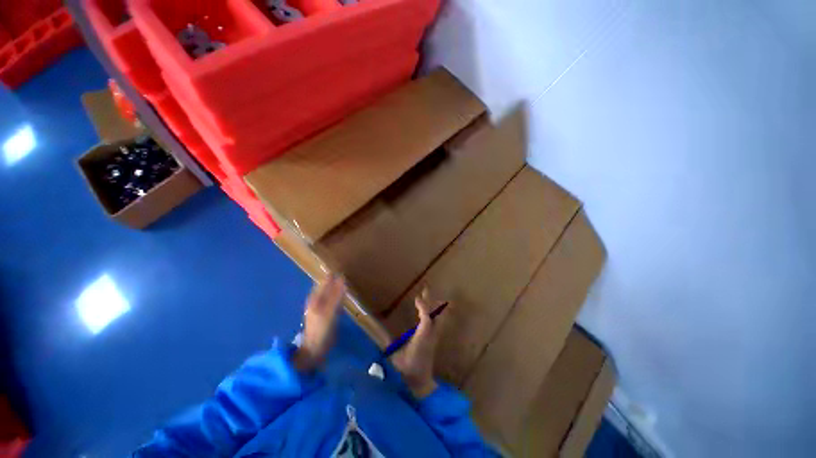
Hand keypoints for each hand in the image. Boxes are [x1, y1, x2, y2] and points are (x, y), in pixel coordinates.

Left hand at [294, 275, 345, 370]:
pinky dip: (338, 295)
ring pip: (329, 292)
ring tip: (347, 281)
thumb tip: (342, 279)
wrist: (314, 350)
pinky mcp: (325, 314)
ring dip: (337, 287)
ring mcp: (320, 307)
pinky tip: (344, 296)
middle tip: (348, 273)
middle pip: (326, 286)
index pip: (325, 281)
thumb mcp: (329, 312)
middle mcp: (316, 300)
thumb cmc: (320, 330)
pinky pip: (332, 300)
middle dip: (335, 279)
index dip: (333, 274)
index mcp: (315, 298)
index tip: (344, 267)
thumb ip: (336, 295)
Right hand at [392, 289, 445, 398]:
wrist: (420, 384)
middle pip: (436, 315)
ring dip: (432, 306)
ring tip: (427, 296)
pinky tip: (425, 311)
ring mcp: (434, 337)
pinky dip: (431, 312)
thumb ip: (386, 344)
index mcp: (422, 339)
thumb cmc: (406, 371)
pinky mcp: (434, 339)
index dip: (423, 307)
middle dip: (431, 301)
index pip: (427, 319)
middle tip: (425, 290)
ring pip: (438, 317)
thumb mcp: (395, 358)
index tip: (417, 298)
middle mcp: (430, 336)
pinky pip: (436, 321)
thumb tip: (375, 331)